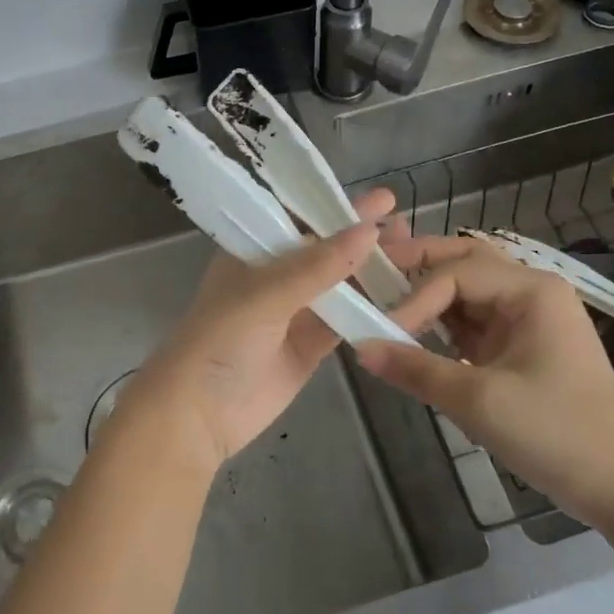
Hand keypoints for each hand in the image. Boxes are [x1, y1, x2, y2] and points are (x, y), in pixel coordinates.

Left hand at [117, 188, 394, 474]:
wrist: (198, 413)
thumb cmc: (220, 339)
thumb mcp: (265, 294)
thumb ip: (317, 266)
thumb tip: (368, 231)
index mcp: (256, 251)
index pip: (303, 219)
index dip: (341, 208)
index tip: (384, 199)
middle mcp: (277, 276)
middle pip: (328, 251)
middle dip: (365, 239)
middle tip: (409, 227)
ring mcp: (295, 312)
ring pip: (343, 286)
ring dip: (375, 273)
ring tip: (416, 256)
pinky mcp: (310, 346)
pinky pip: (347, 322)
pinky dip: (373, 313)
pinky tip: (406, 300)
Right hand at [356, 233, 613, 525]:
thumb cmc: (558, 434)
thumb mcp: (480, 401)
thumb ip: (415, 369)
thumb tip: (359, 347)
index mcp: (531, 290)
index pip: (455, 274)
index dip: (413, 298)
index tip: (380, 330)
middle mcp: (530, 290)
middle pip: (463, 260)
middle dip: (418, 264)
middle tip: (373, 272)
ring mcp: (527, 317)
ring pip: (466, 286)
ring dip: (427, 291)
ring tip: (384, 297)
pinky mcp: (520, 344)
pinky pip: (472, 318)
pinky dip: (441, 320)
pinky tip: (413, 330)